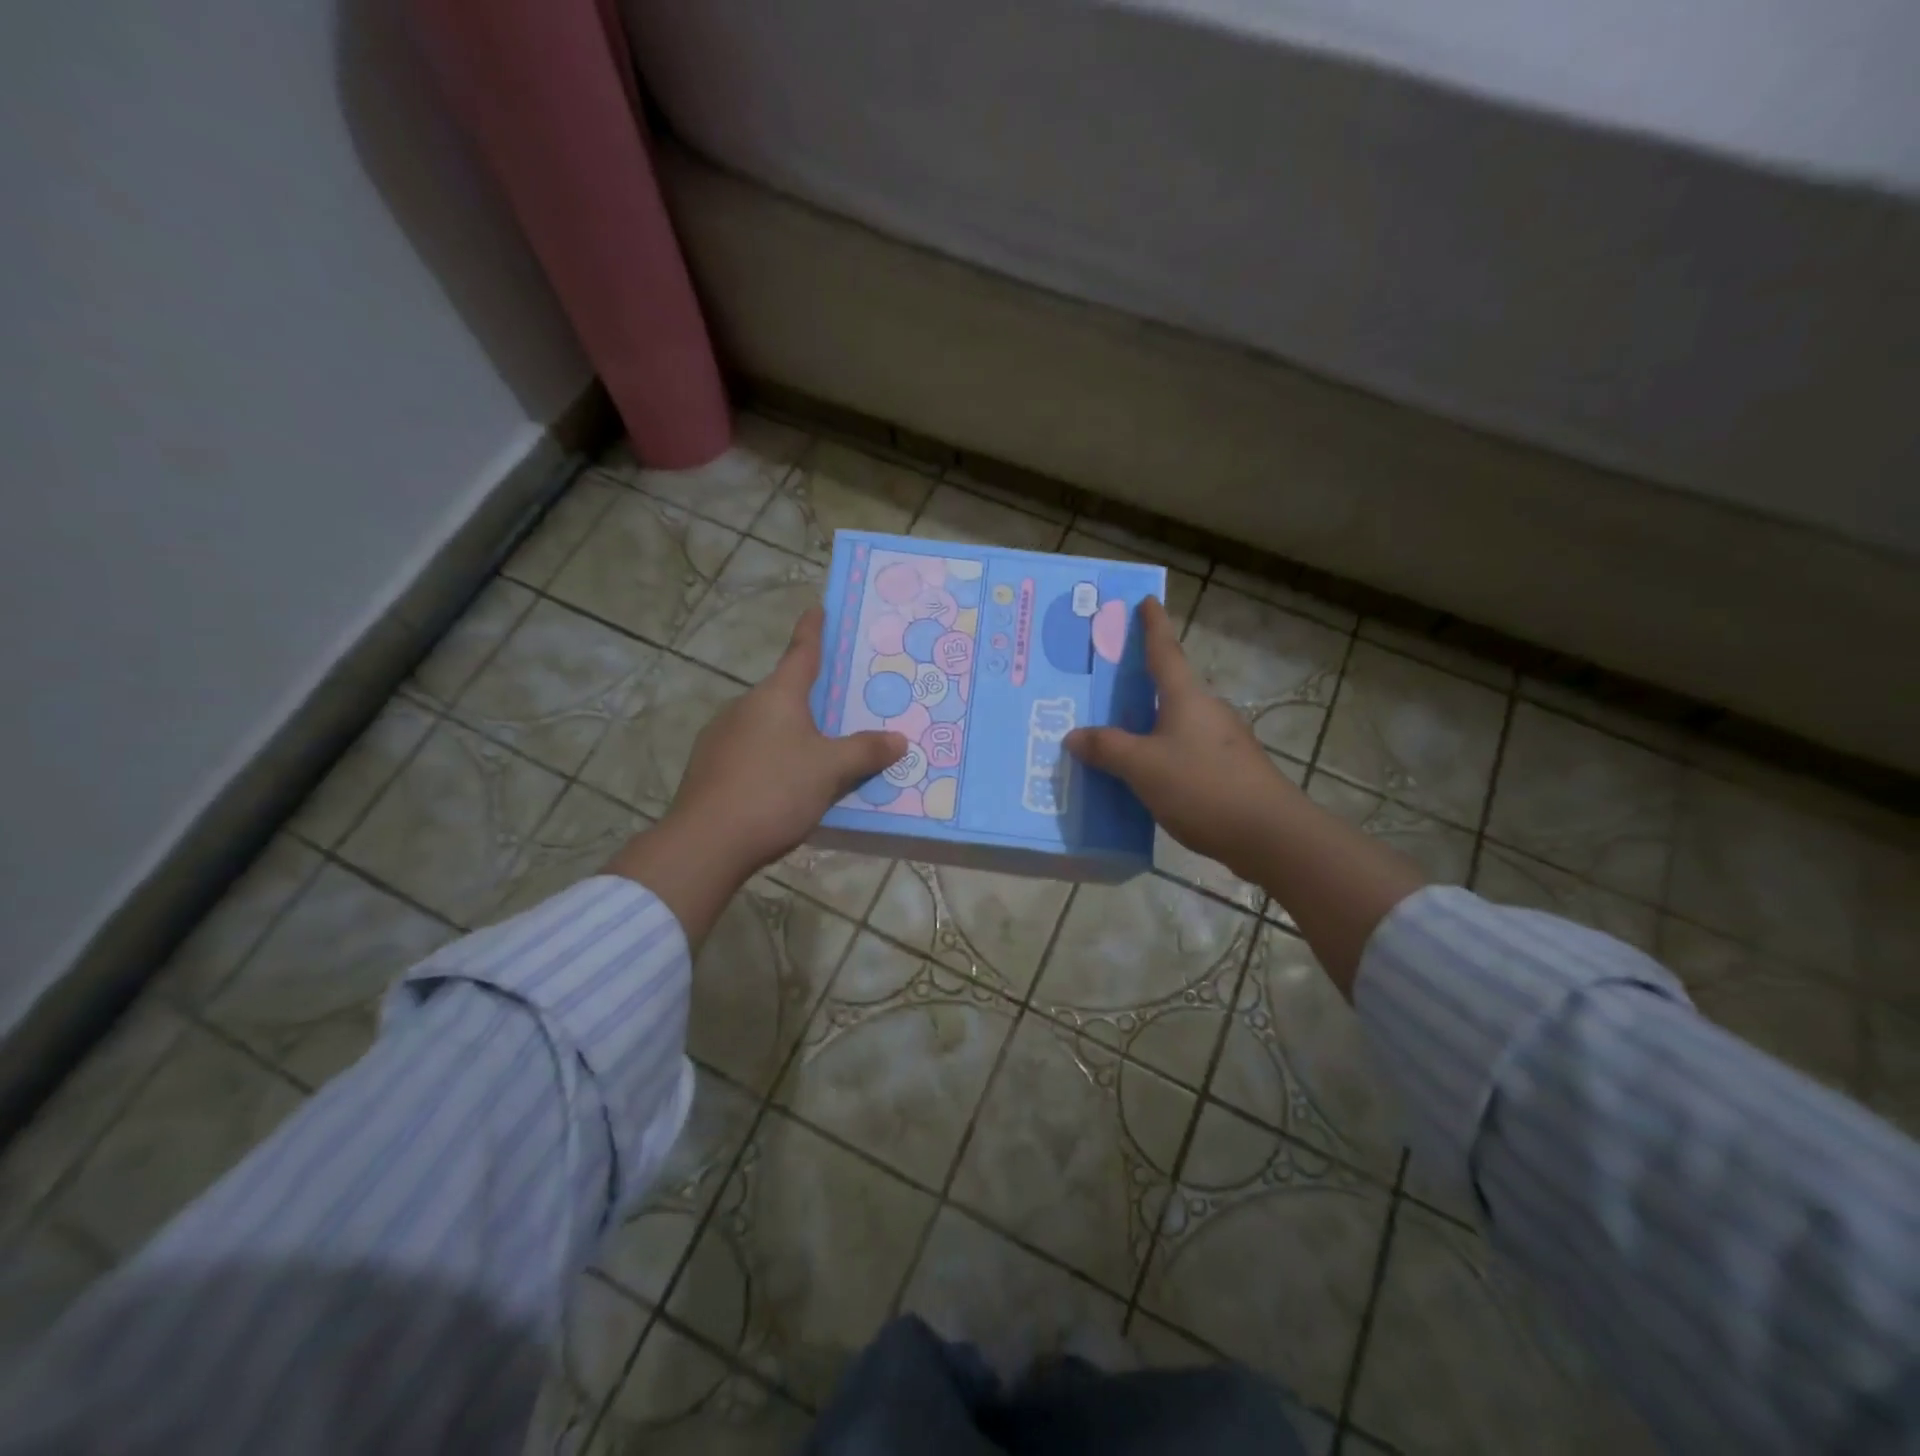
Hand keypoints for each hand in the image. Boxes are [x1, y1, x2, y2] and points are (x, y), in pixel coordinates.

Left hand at [606, 606, 904, 943]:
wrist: (707, 841)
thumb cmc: (775, 790)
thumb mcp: (830, 770)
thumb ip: (865, 752)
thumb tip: (899, 739)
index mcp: (777, 696)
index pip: (801, 652)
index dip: (813, 631)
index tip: (818, 609)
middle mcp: (745, 707)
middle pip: (785, 694)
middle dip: (811, 698)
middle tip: (841, 706)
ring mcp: (721, 736)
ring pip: (767, 726)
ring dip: (791, 733)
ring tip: (819, 755)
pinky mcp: (709, 768)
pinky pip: (751, 752)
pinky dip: (772, 759)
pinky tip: (785, 786)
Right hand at [1068, 595, 1425, 996]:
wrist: (1268, 835)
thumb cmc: (1203, 787)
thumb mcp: (1143, 767)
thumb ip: (1107, 749)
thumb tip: (1075, 736)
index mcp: (1187, 698)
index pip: (1165, 651)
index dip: (1153, 625)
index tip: (1147, 600)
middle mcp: (1207, 712)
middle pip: (1169, 688)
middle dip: (1140, 684)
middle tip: (1105, 685)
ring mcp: (1222, 743)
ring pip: (1174, 724)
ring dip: (1147, 725)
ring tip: (1112, 737)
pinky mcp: (1228, 773)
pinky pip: (1183, 753)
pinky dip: (1159, 755)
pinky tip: (1141, 777)